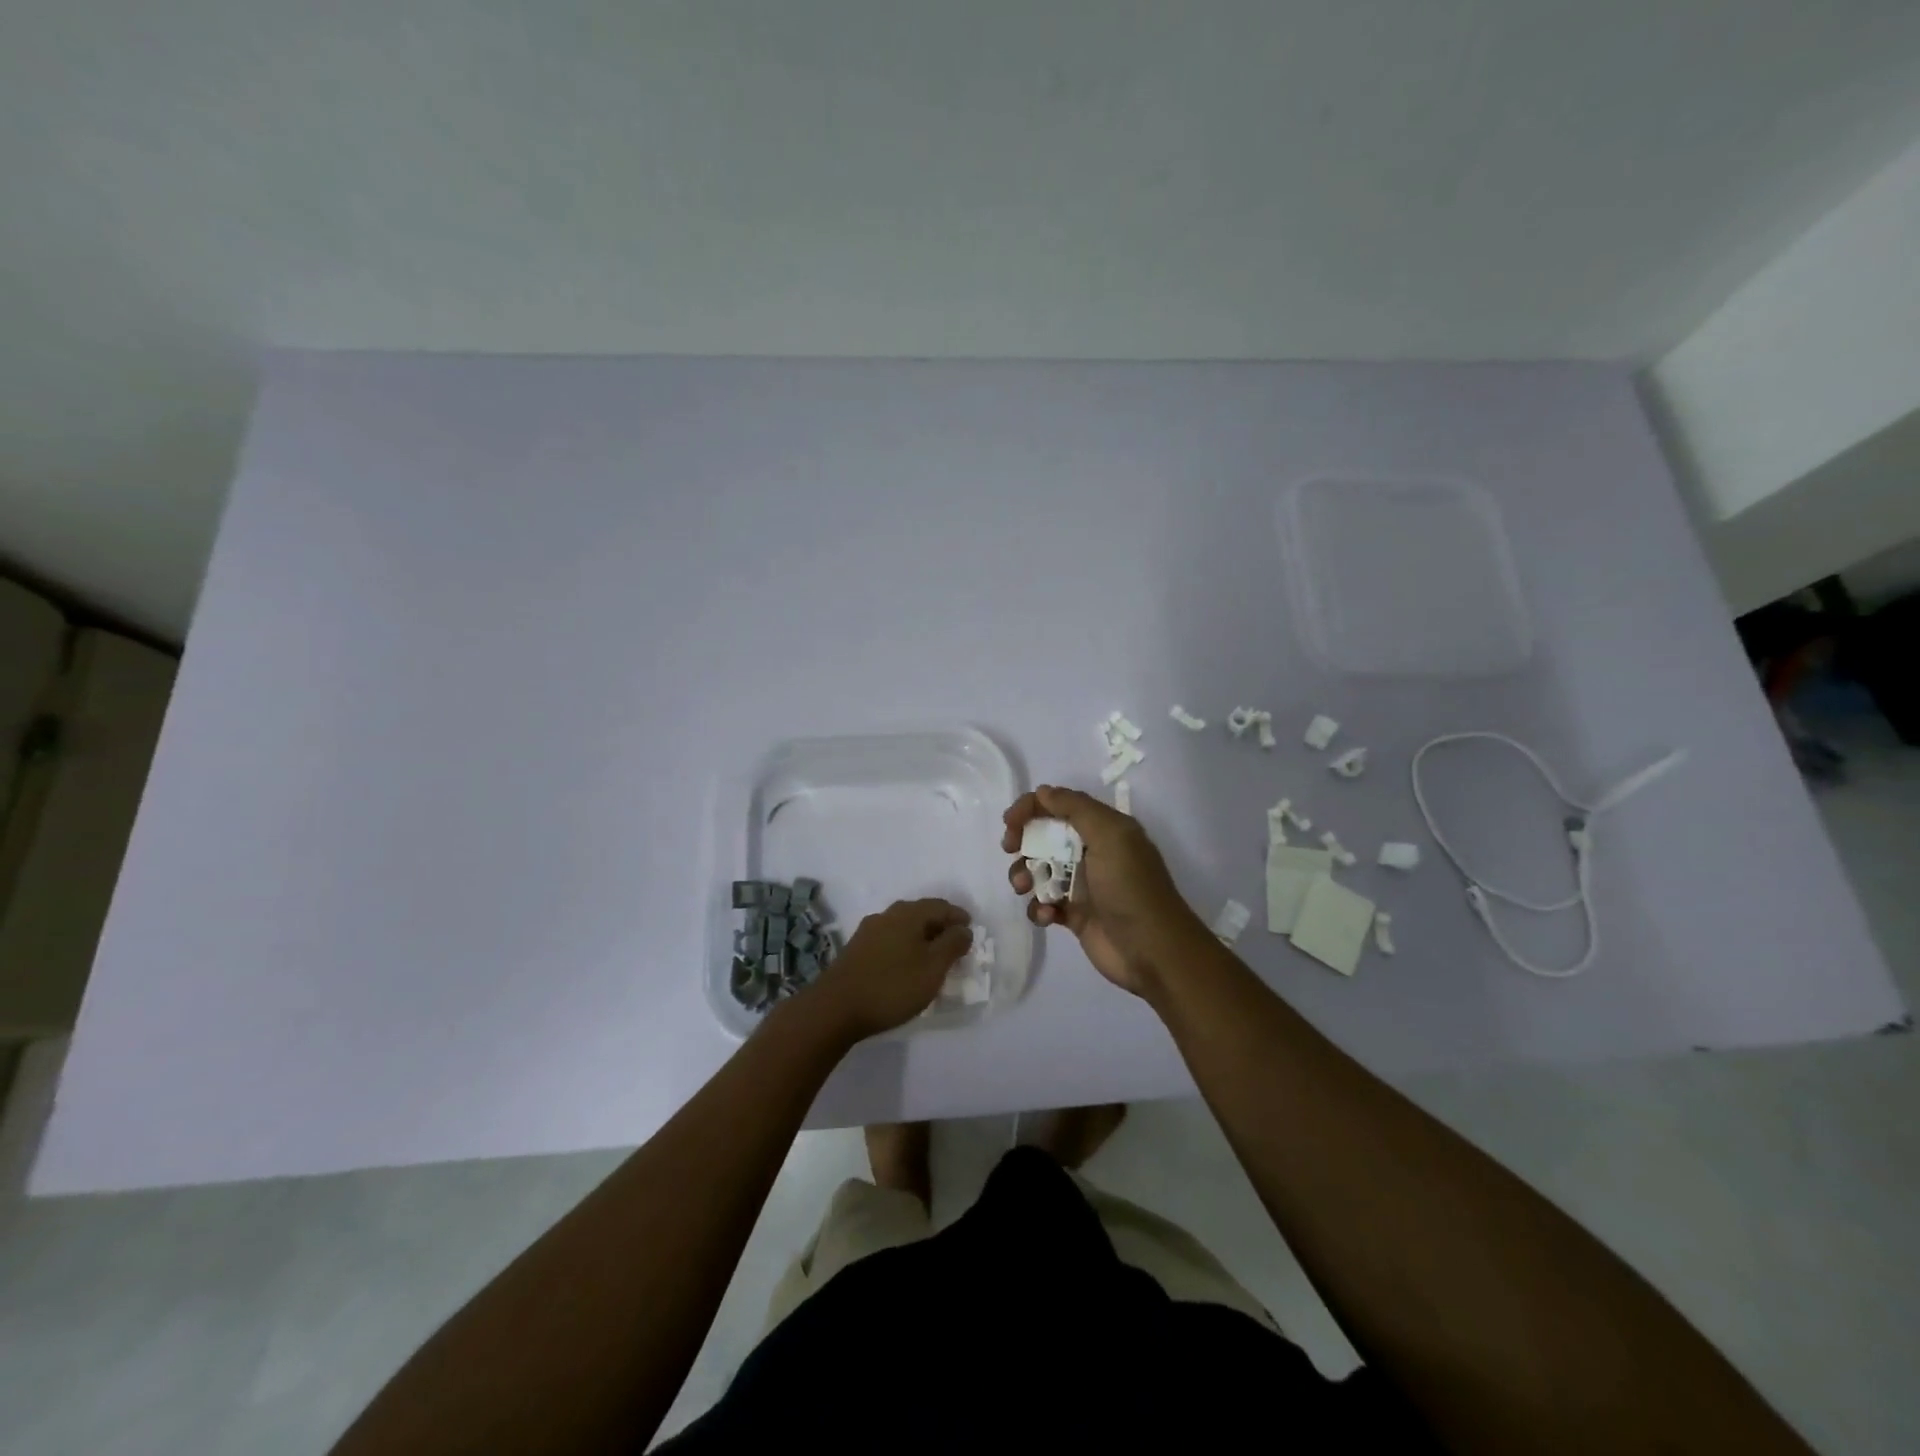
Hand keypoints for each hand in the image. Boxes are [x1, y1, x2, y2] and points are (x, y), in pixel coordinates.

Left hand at [807, 898, 971, 1039]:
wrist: (835, 1008)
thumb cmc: (892, 986)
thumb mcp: (932, 967)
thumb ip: (952, 945)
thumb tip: (964, 929)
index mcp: (908, 914)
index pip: (940, 906)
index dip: (958, 917)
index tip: (971, 931)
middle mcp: (887, 915)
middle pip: (920, 914)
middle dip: (940, 926)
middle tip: (955, 944)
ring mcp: (868, 932)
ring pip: (903, 927)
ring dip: (921, 937)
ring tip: (933, 957)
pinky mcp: (856, 950)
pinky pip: (889, 940)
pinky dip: (904, 947)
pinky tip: (906, 965)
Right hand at [1003, 786, 1206, 998]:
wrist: (1151, 950)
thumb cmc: (1129, 887)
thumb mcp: (1110, 835)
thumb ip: (1075, 808)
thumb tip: (1043, 792)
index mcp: (1104, 829)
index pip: (1060, 806)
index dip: (1032, 808)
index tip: (1010, 823)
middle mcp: (1092, 852)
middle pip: (1045, 836)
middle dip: (1023, 841)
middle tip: (1010, 850)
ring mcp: (1082, 885)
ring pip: (1039, 870)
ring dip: (1025, 875)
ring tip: (1024, 888)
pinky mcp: (1074, 915)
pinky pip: (1044, 903)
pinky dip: (1039, 907)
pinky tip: (1048, 916)